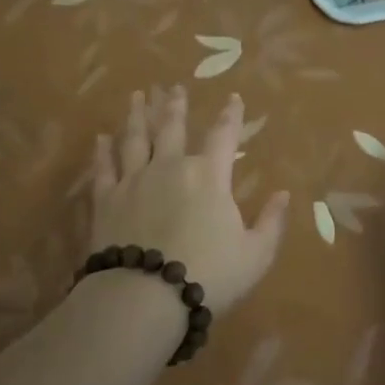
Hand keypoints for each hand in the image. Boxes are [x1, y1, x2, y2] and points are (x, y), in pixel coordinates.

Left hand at [87, 86, 289, 314]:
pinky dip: (103, 151)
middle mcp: (170, 167)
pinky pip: (104, 168)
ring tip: (137, 96)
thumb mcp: (255, 255)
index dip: (231, 115)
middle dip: (176, 105)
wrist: (146, 296)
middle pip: (173, 128)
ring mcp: (134, 180)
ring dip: (137, 115)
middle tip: (173, 87)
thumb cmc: (210, 275)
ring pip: (135, 139)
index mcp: (209, 176)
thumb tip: (284, 194)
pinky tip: (101, 138)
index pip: (224, 135)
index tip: (233, 97)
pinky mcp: (107, 200)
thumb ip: (271, 222)